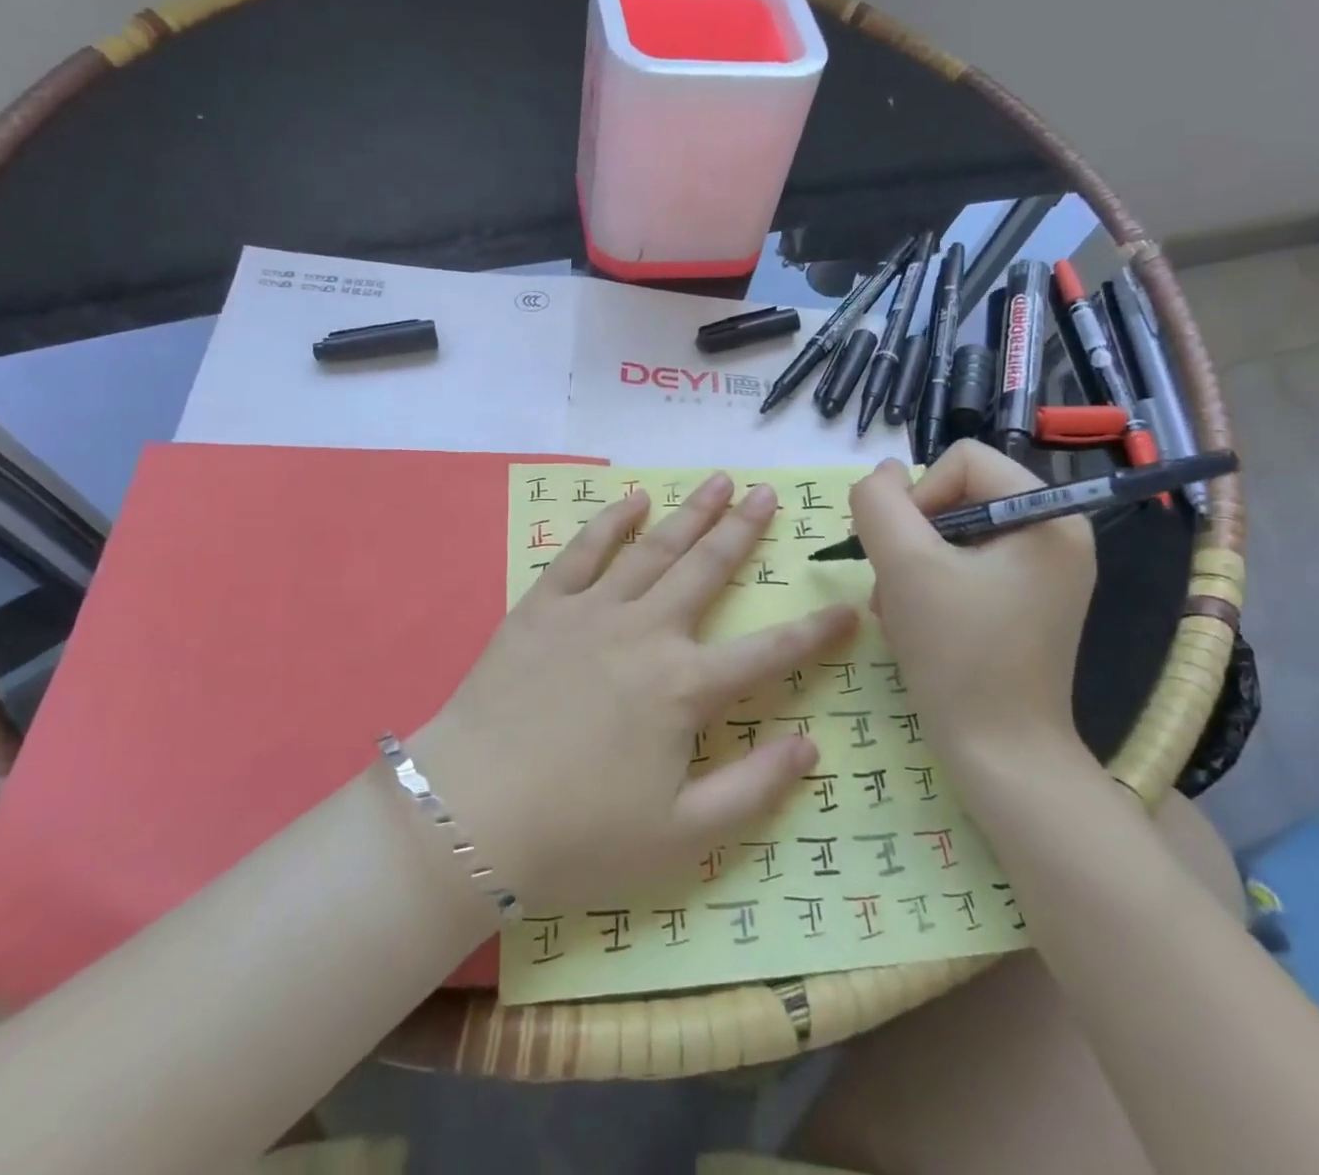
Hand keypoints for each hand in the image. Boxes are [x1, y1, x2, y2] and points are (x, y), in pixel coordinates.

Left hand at [412, 472, 856, 909]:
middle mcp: (646, 633)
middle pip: (707, 570)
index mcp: (684, 688)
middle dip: (743, 531)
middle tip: (769, 494)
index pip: (768, 652)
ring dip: (690, 513)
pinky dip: (611, 522)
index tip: (848, 607)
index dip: (815, 632)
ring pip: (654, 548)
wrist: (470, 817)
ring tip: (719, 481)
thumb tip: (811, 747)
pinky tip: (633, 499)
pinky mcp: (542, 607)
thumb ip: (753, 789)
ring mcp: (592, 612)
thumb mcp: (682, 836)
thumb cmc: (579, 837)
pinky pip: (583, 552)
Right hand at [848, 442, 1095, 769]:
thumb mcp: (905, 566)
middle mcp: (1054, 534)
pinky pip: (964, 566)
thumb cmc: (958, 654)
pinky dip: (928, 586)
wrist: (1000, 753)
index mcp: (1048, 515)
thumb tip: (883, 472)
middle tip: (893, 586)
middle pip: (956, 496)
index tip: (902, 552)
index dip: (918, 496)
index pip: (961, 460)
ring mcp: (1041, 571)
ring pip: (951, 533)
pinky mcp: (1024, 600)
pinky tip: (915, 622)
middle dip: (911, 538)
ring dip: (911, 565)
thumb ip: (880, 503)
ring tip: (899, 611)